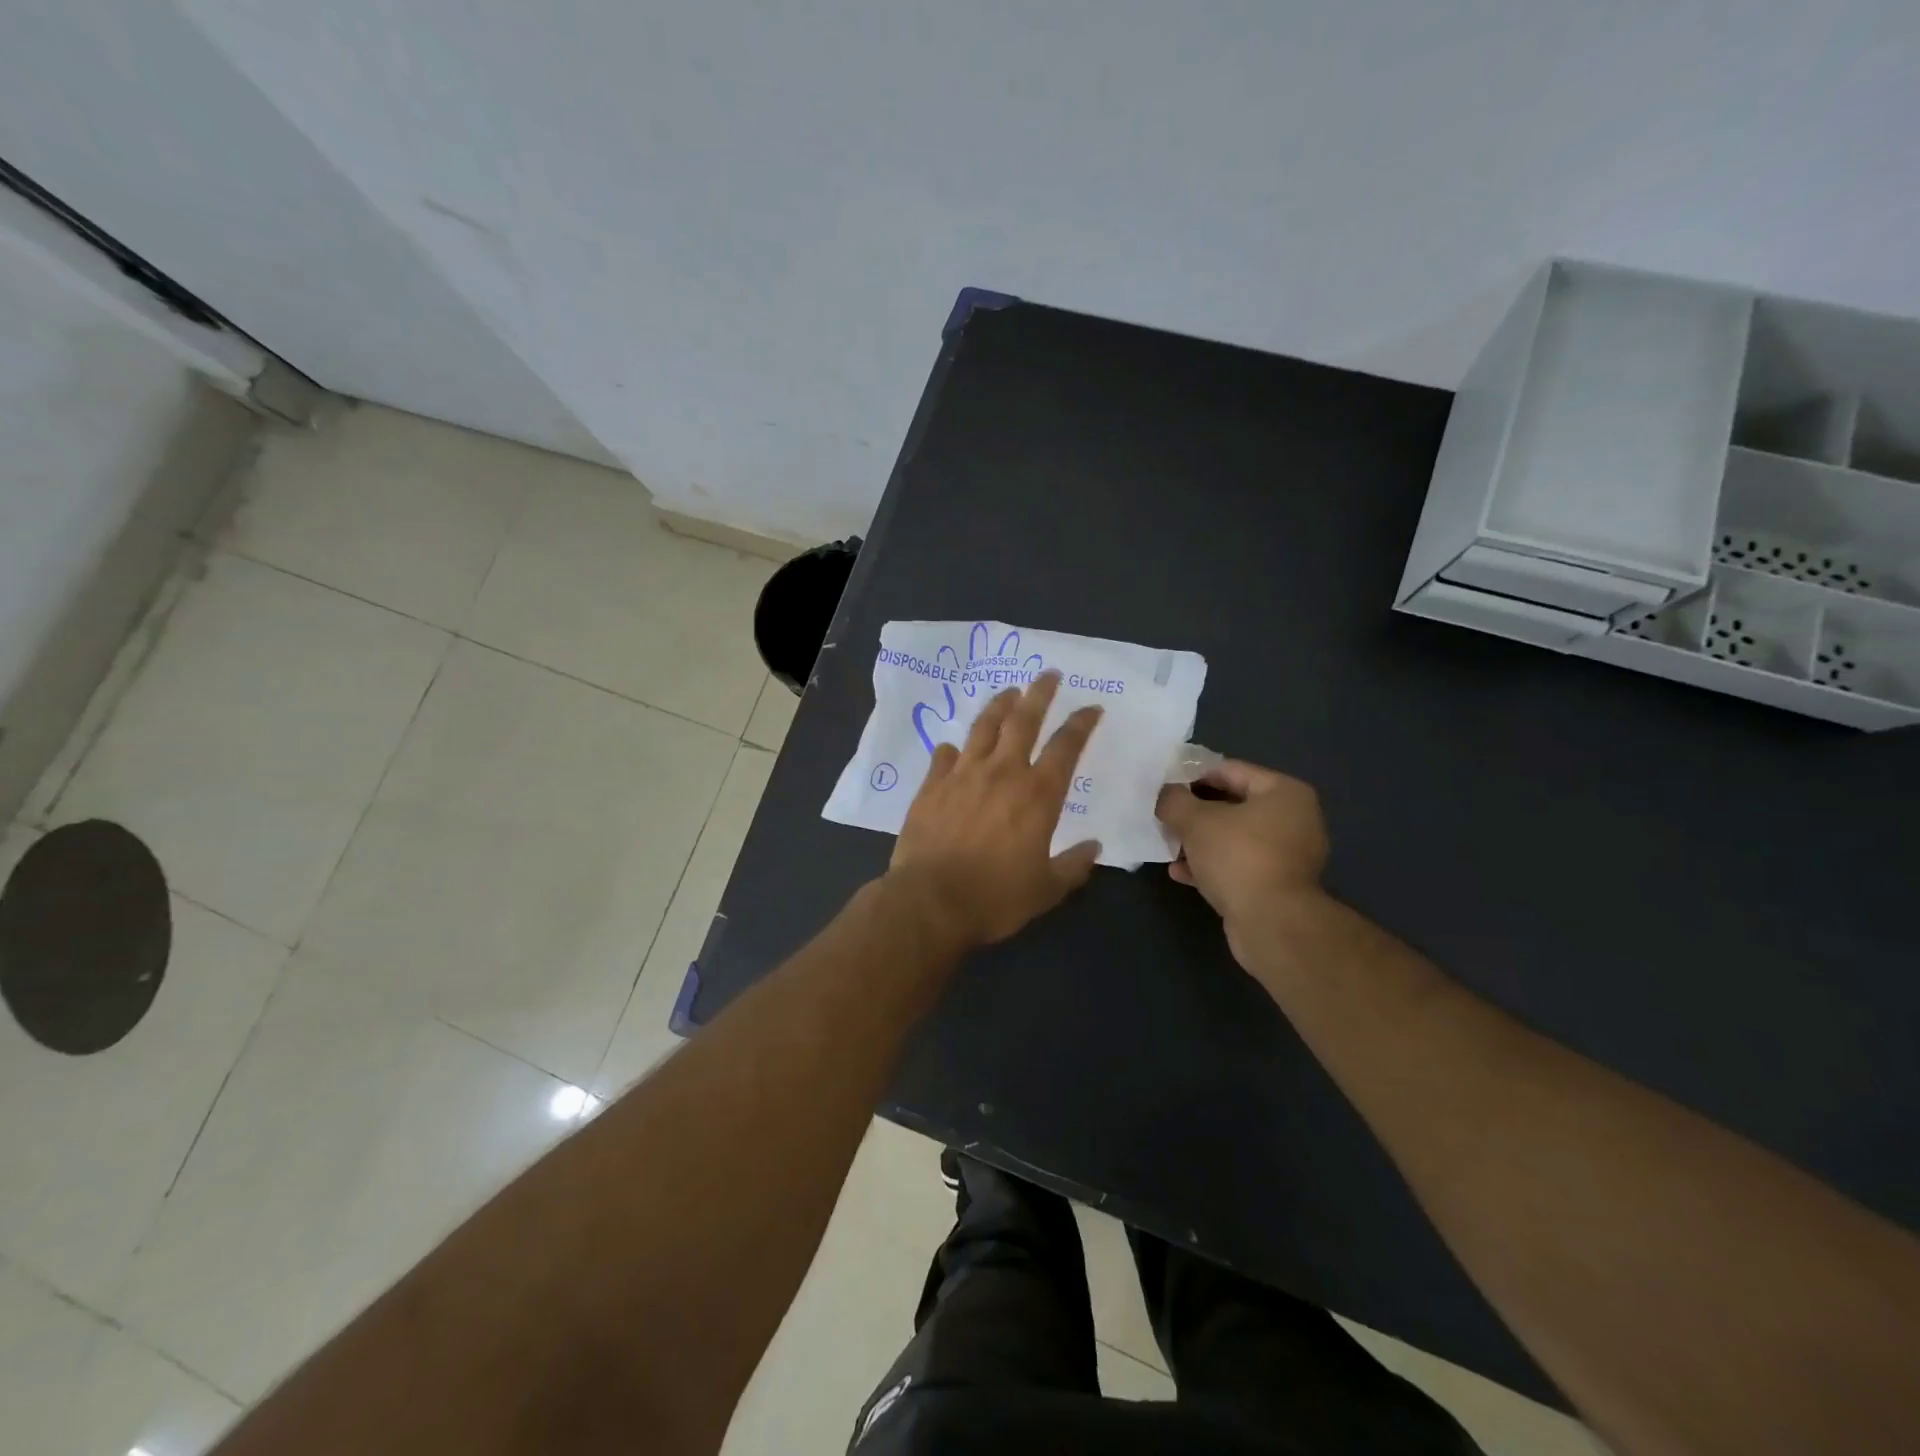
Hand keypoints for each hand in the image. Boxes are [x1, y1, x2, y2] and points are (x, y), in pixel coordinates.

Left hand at [888, 672, 1103, 947]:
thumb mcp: (1046, 890)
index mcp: (1038, 795)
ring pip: (984, 727)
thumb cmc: (995, 898)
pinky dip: (953, 749)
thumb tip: (1094, 847)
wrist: (931, 901)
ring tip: (1008, 693)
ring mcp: (963, 775)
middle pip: (1024, 720)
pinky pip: (944, 756)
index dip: (1081, 724)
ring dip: (999, 706)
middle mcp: (1002, 773)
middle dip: (1040, 694)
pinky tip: (954, 747)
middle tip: (1048, 674)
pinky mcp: (931, 786)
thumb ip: (1073, 866)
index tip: (1091, 707)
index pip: (1066, 747)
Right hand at [1155, 761, 1328, 965]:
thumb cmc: (1238, 857)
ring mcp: (1289, 855)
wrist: (1272, 924)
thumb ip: (1174, 800)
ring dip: (1200, 841)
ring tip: (1169, 846)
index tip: (1164, 786)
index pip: (1230, 770)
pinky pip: (1239, 865)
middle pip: (1233, 805)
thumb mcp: (1195, 821)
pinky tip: (1181, 873)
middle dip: (1195, 812)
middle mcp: (1294, 819)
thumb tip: (1165, 794)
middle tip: (1165, 816)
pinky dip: (1212, 865)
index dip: (1193, 775)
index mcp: (1284, 793)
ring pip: (1234, 837)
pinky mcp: (1278, 885)